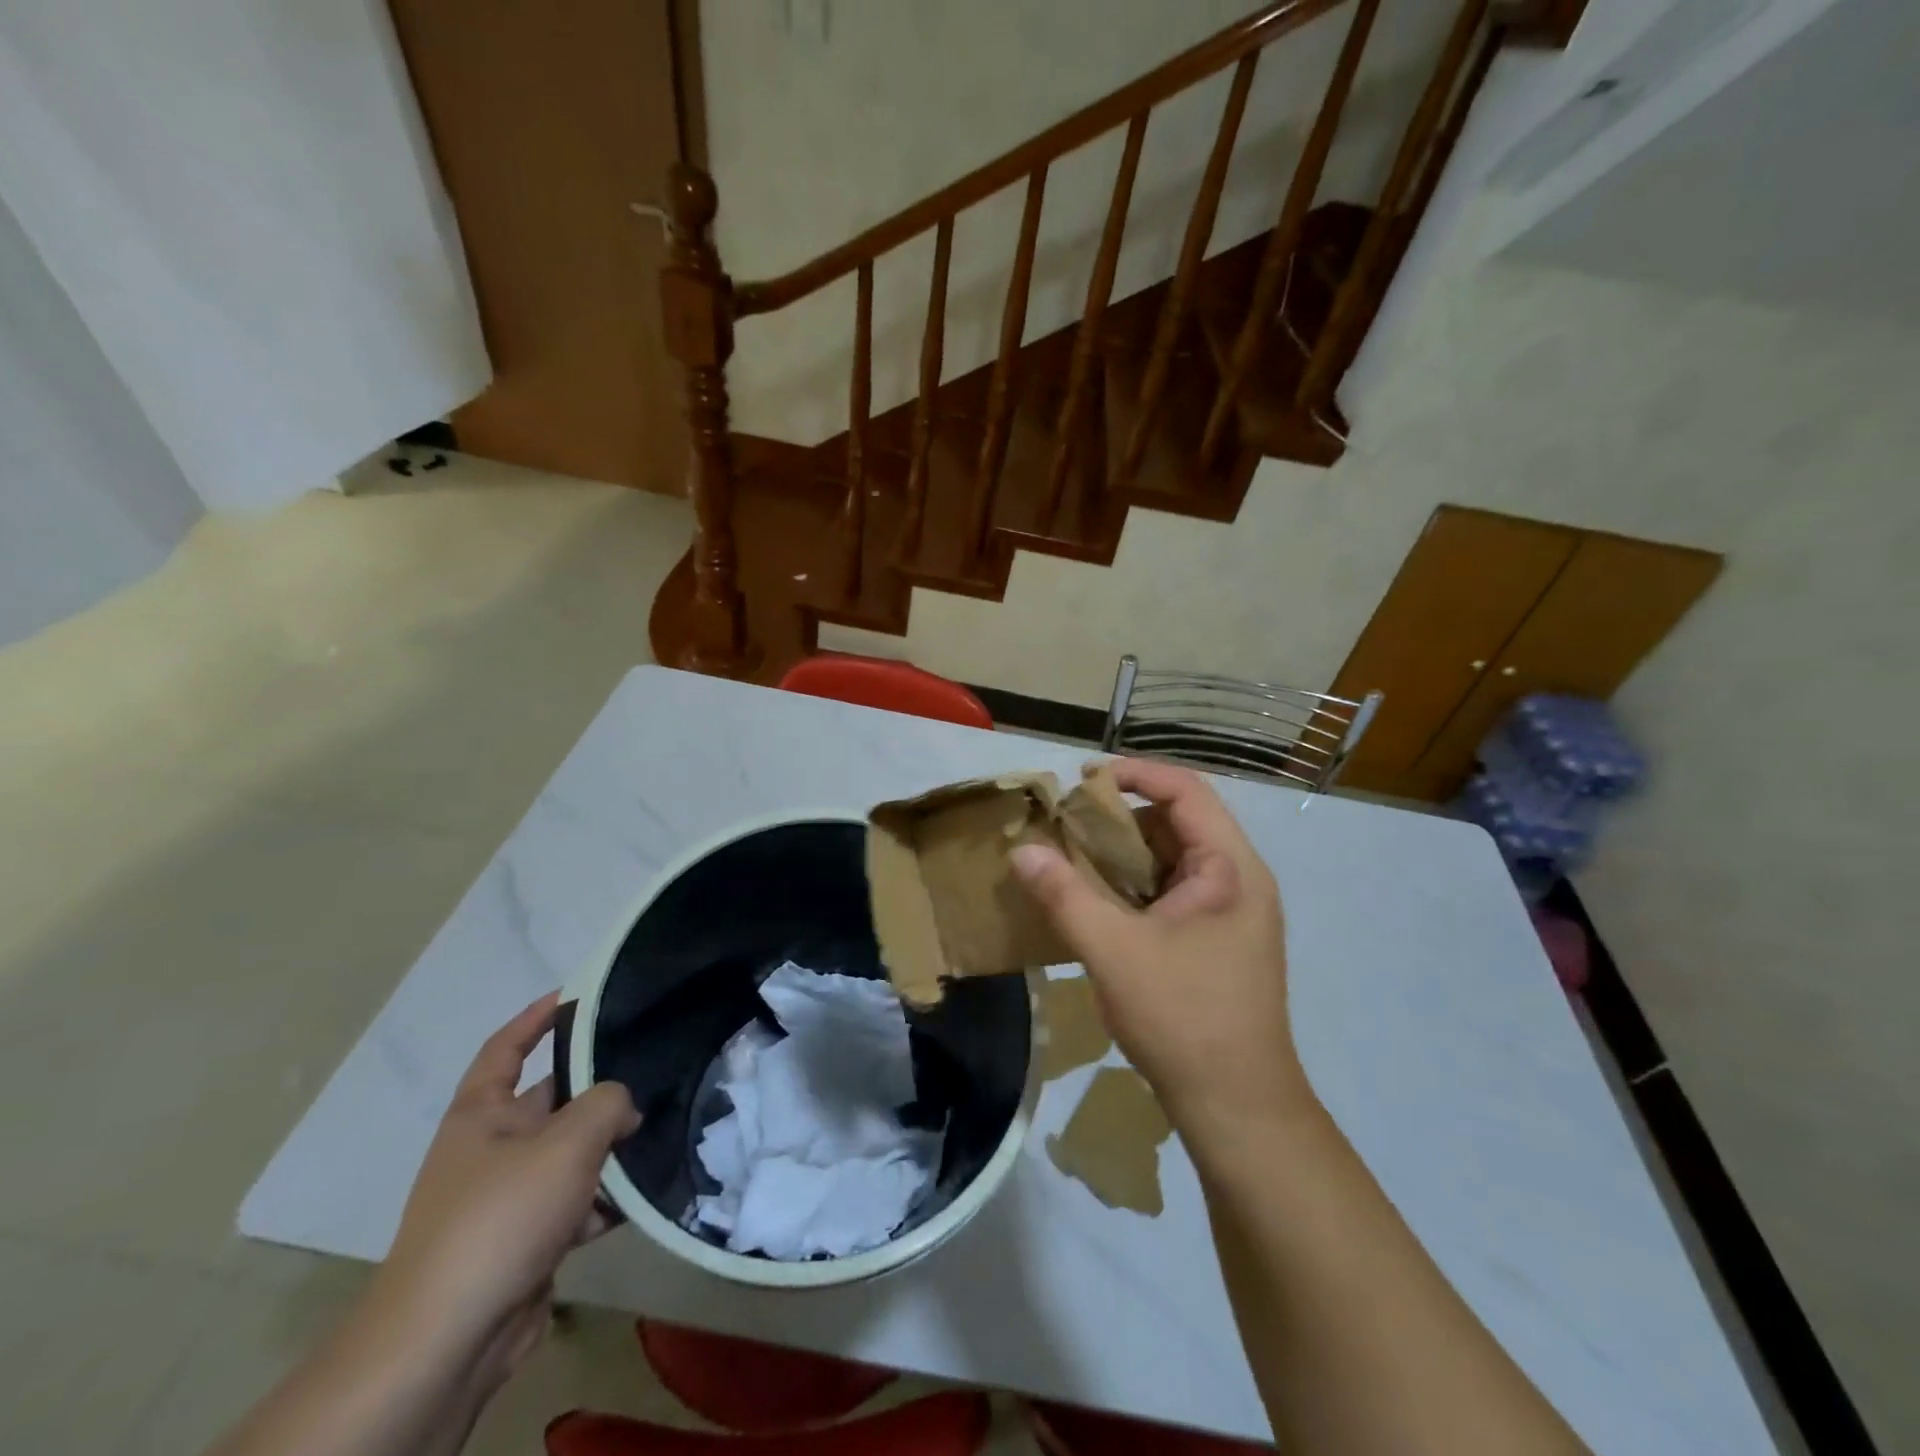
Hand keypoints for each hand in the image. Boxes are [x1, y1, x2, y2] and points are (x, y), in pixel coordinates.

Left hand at [375, 993, 639, 1386]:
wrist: (449, 1340)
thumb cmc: (501, 1217)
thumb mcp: (567, 1142)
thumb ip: (608, 1103)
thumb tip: (624, 1106)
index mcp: (481, 1115)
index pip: (506, 1049)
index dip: (535, 1018)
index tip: (574, 995)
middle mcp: (490, 1149)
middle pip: (552, 1102)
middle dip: (598, 1091)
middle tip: (651, 1072)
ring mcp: (505, 1198)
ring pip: (569, 1155)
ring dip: (608, 1150)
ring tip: (658, 1133)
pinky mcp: (524, 1241)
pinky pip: (573, 1203)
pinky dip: (603, 1200)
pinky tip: (639, 1198)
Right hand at [1012, 759, 1313, 1139]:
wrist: (1238, 1107)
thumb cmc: (1182, 1017)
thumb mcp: (1113, 951)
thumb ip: (1064, 895)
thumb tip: (1022, 851)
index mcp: (1230, 868)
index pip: (1186, 790)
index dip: (1135, 774)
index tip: (1083, 779)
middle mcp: (1240, 880)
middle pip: (1181, 822)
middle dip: (1123, 816)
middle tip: (1071, 824)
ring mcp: (1234, 913)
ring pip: (1175, 859)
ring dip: (1128, 853)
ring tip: (1077, 860)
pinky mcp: (1221, 941)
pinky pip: (1175, 891)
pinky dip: (1137, 885)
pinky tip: (1101, 902)